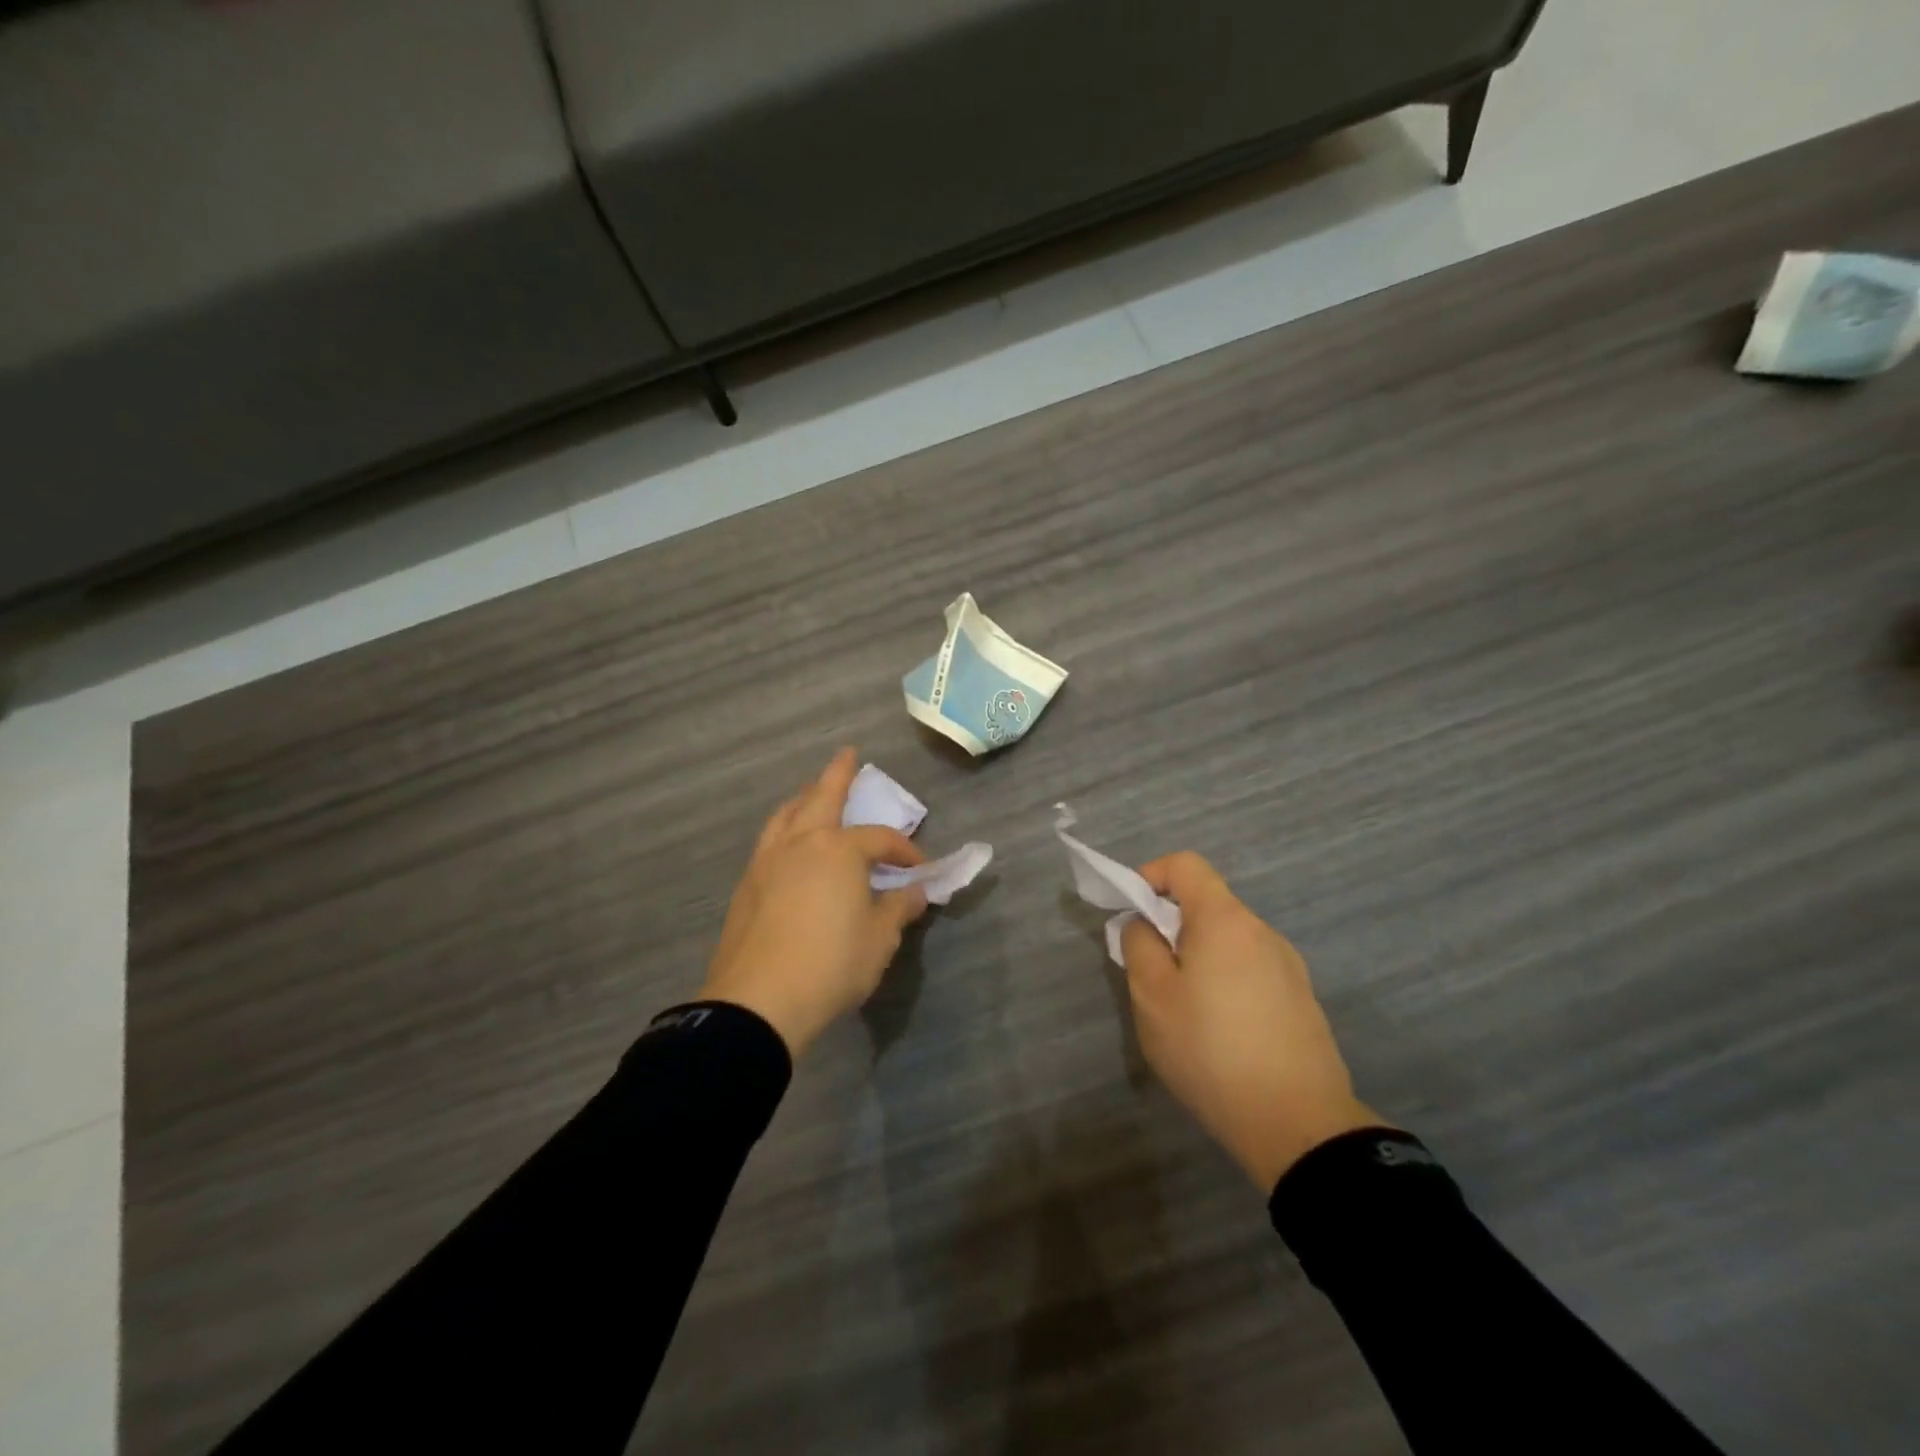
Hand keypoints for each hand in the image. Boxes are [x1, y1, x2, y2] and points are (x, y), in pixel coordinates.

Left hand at [699, 748, 930, 1057]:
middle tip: (848, 754)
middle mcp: (800, 843)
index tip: (920, 868)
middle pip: (822, 797)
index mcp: (839, 850)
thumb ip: (898, 909)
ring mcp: (767, 861)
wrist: (758, 1002)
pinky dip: (784, 829)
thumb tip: (916, 892)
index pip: (880, 839)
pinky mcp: (746, 885)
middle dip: (838, 774)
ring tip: (812, 793)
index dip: (905, 850)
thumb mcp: (879, 940)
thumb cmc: (830, 965)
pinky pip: (769, 841)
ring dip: (804, 798)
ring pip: (786, 815)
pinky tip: (789, 845)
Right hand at [1121, 853, 1384, 1192]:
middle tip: (1150, 973)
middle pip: (1208, 905)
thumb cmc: (1211, 1050)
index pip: (1185, 865)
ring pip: (1229, 942)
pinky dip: (1225, 983)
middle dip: (1171, 926)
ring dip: (1199, 958)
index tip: (1132, 913)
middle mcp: (1262, 932)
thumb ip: (1139, 945)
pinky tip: (1220, 1034)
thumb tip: (1145, 925)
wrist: (1298, 1125)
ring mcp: (1288, 967)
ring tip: (1184, 1011)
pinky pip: (1251, 972)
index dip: (1151, 875)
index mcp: (1225, 920)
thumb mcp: (1152, 996)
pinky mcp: (1301, 1001)